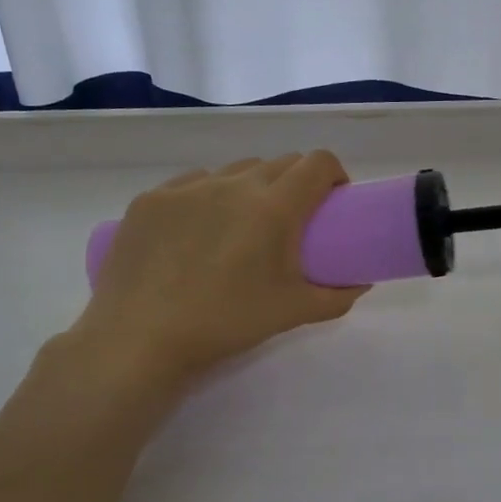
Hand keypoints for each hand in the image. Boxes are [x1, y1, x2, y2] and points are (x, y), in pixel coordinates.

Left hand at [69, 152, 365, 395]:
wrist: (140, 339)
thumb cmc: (227, 322)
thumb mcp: (294, 312)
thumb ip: (338, 296)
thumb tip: (361, 283)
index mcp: (274, 207)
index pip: (318, 163)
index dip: (334, 173)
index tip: (334, 199)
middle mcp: (234, 185)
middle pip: (280, 162)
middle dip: (297, 182)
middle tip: (293, 220)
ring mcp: (188, 188)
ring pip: (236, 170)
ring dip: (253, 186)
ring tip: (243, 224)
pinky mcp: (151, 199)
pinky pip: (193, 183)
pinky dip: (209, 196)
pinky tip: (199, 230)